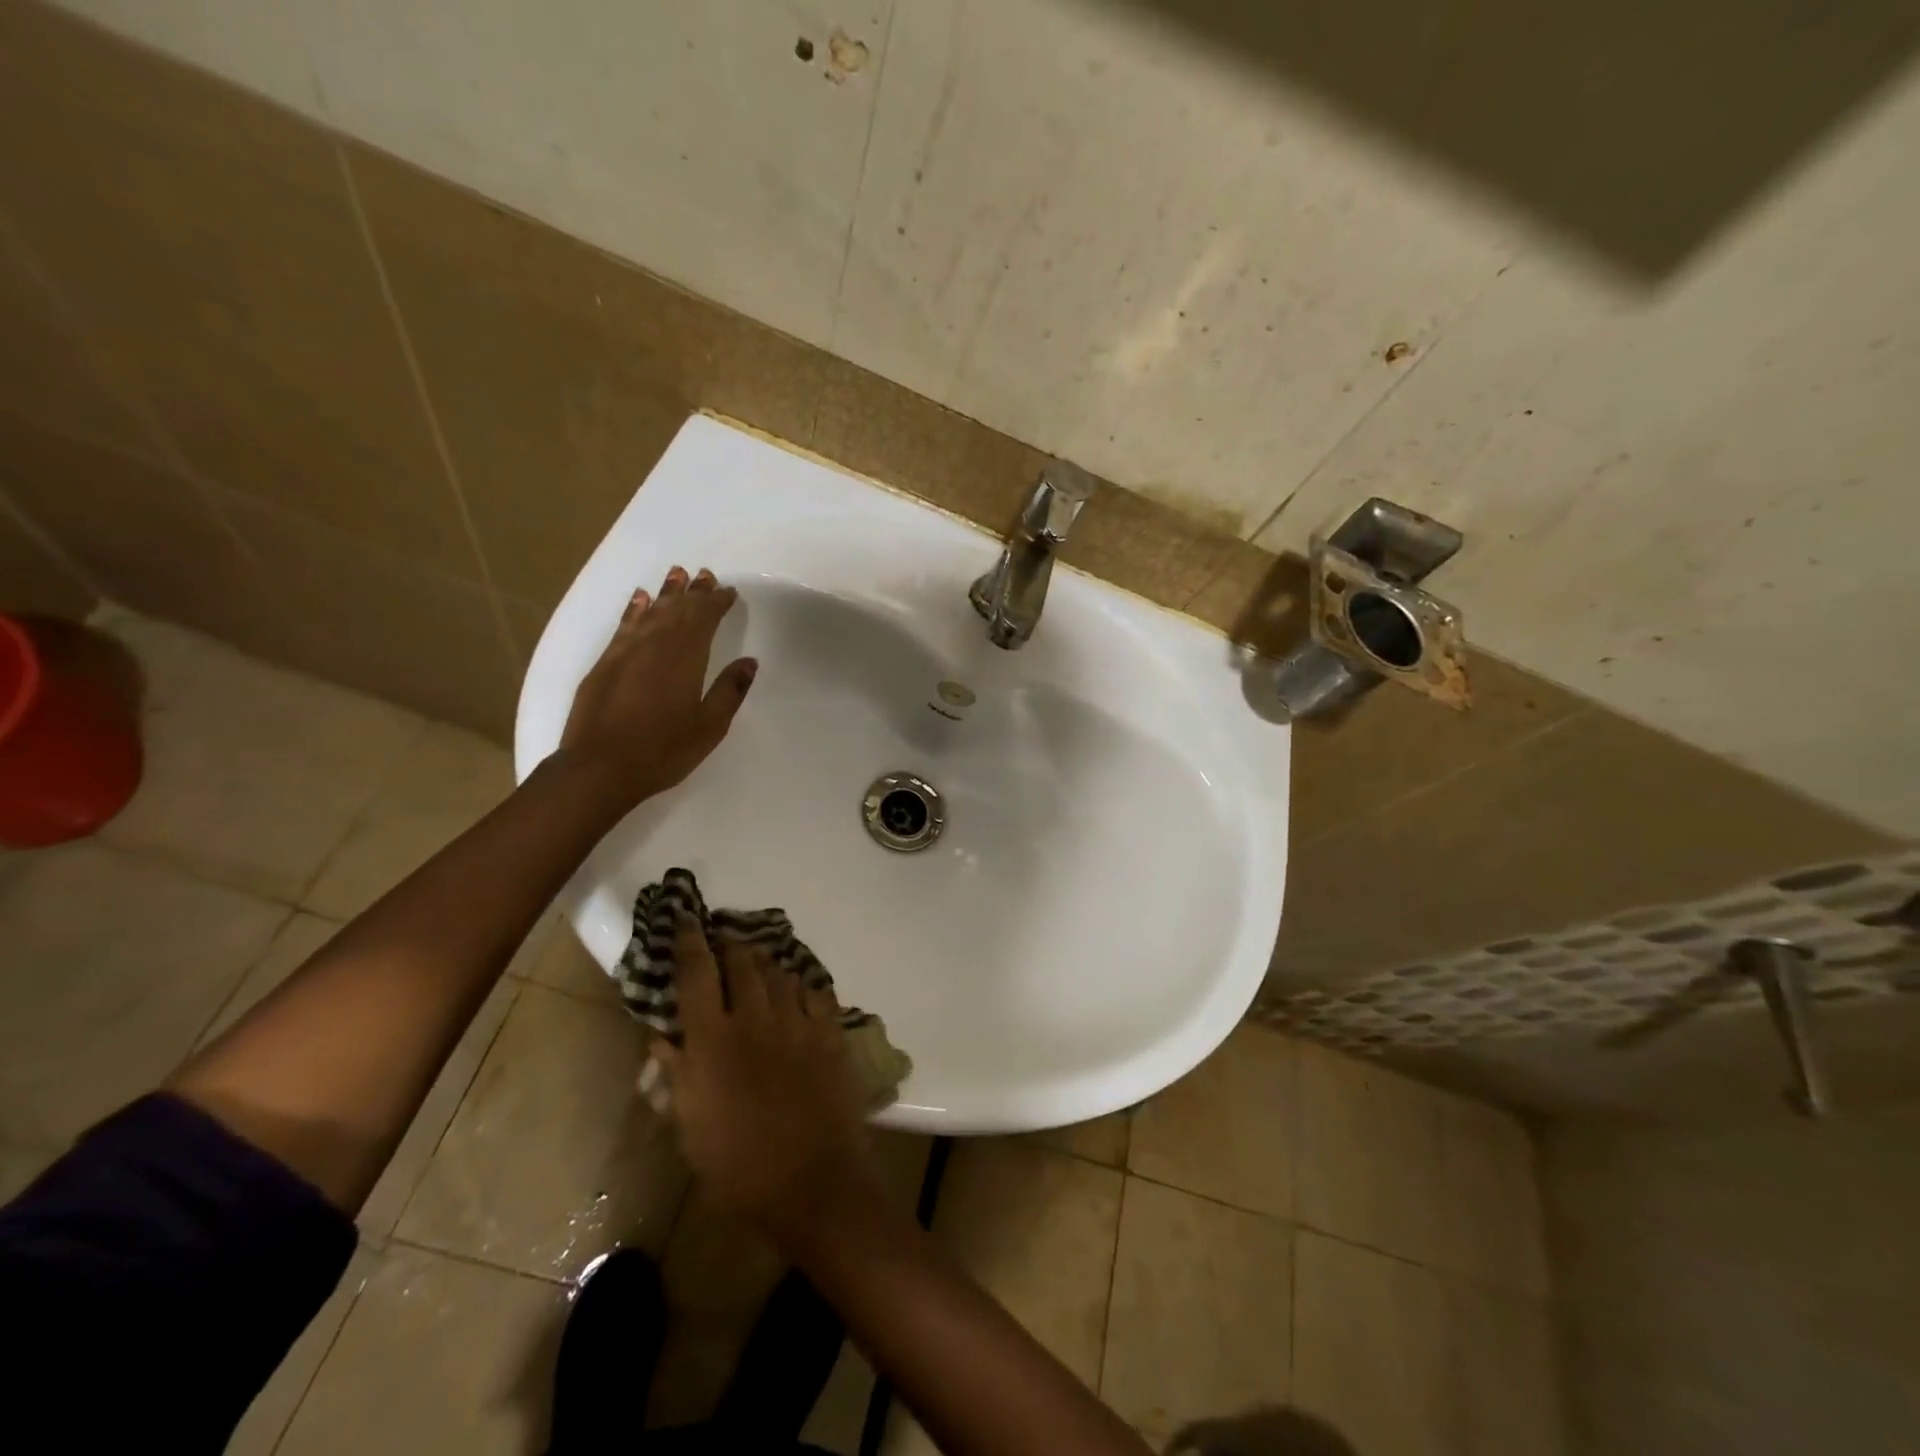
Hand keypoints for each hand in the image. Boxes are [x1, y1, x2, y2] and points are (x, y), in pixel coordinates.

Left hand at [557, 566, 755, 810]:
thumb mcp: (709, 726)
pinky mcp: (604, 663)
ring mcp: (626, 651)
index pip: (704, 619)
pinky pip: (625, 625)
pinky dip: (635, 609)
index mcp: (686, 658)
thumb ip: (729, 690)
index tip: (728, 592)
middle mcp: (656, 645)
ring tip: (677, 574)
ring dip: (666, 593)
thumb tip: (748, 661)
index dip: (717, 603)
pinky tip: (640, 599)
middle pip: (678, 609)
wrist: (599, 767)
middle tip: (705, 574)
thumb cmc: (663, 750)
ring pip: (651, 611)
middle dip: (693, 592)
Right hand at [654, 921, 881, 1245]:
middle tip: (725, 940)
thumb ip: (676, 1074)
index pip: (696, 974)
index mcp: (713, 1041)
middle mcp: (755, 1018)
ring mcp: (797, 1021)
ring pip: (780, 971)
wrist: (811, 1181)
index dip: (689, 941)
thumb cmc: (738, 1165)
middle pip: (743, 962)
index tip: (686, 918)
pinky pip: (816, 991)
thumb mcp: (690, 1127)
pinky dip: (803, 984)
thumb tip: (661, 1037)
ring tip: (759, 960)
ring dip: (766, 962)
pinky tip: (799, 987)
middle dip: (731, 945)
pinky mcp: (830, 1032)